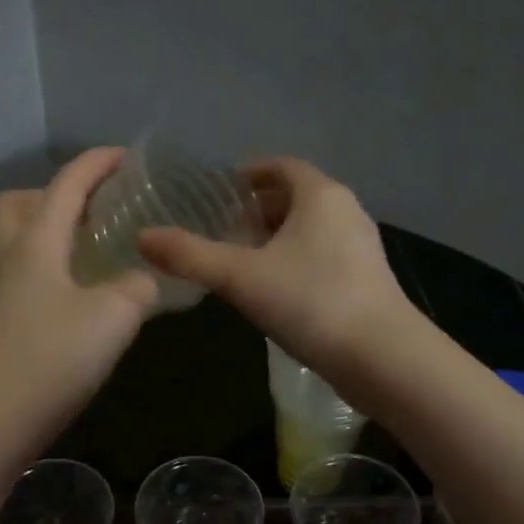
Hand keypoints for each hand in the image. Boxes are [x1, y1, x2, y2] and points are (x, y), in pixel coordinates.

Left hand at [0, 148, 157, 442]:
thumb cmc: (53, 359)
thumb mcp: (114, 317)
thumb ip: (138, 287)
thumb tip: (143, 279)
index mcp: (37, 242)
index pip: (67, 184)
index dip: (97, 164)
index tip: (127, 157)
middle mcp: (8, 257)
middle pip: (21, 202)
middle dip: (57, 193)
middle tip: (95, 212)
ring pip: (7, 237)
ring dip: (38, 227)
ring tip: (76, 248)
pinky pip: (9, 273)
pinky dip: (35, 266)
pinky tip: (62, 293)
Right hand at [138, 158, 412, 375]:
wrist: (381, 357)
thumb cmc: (310, 302)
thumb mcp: (241, 278)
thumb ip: (191, 256)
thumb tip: (142, 238)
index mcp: (320, 194)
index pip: (280, 166)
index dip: (247, 174)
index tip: (218, 194)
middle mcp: (346, 210)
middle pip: (296, 197)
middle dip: (258, 209)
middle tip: (224, 231)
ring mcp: (361, 246)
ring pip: (311, 229)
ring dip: (277, 238)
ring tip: (243, 262)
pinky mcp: (367, 279)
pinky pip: (323, 255)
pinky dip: (296, 261)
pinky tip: (276, 291)